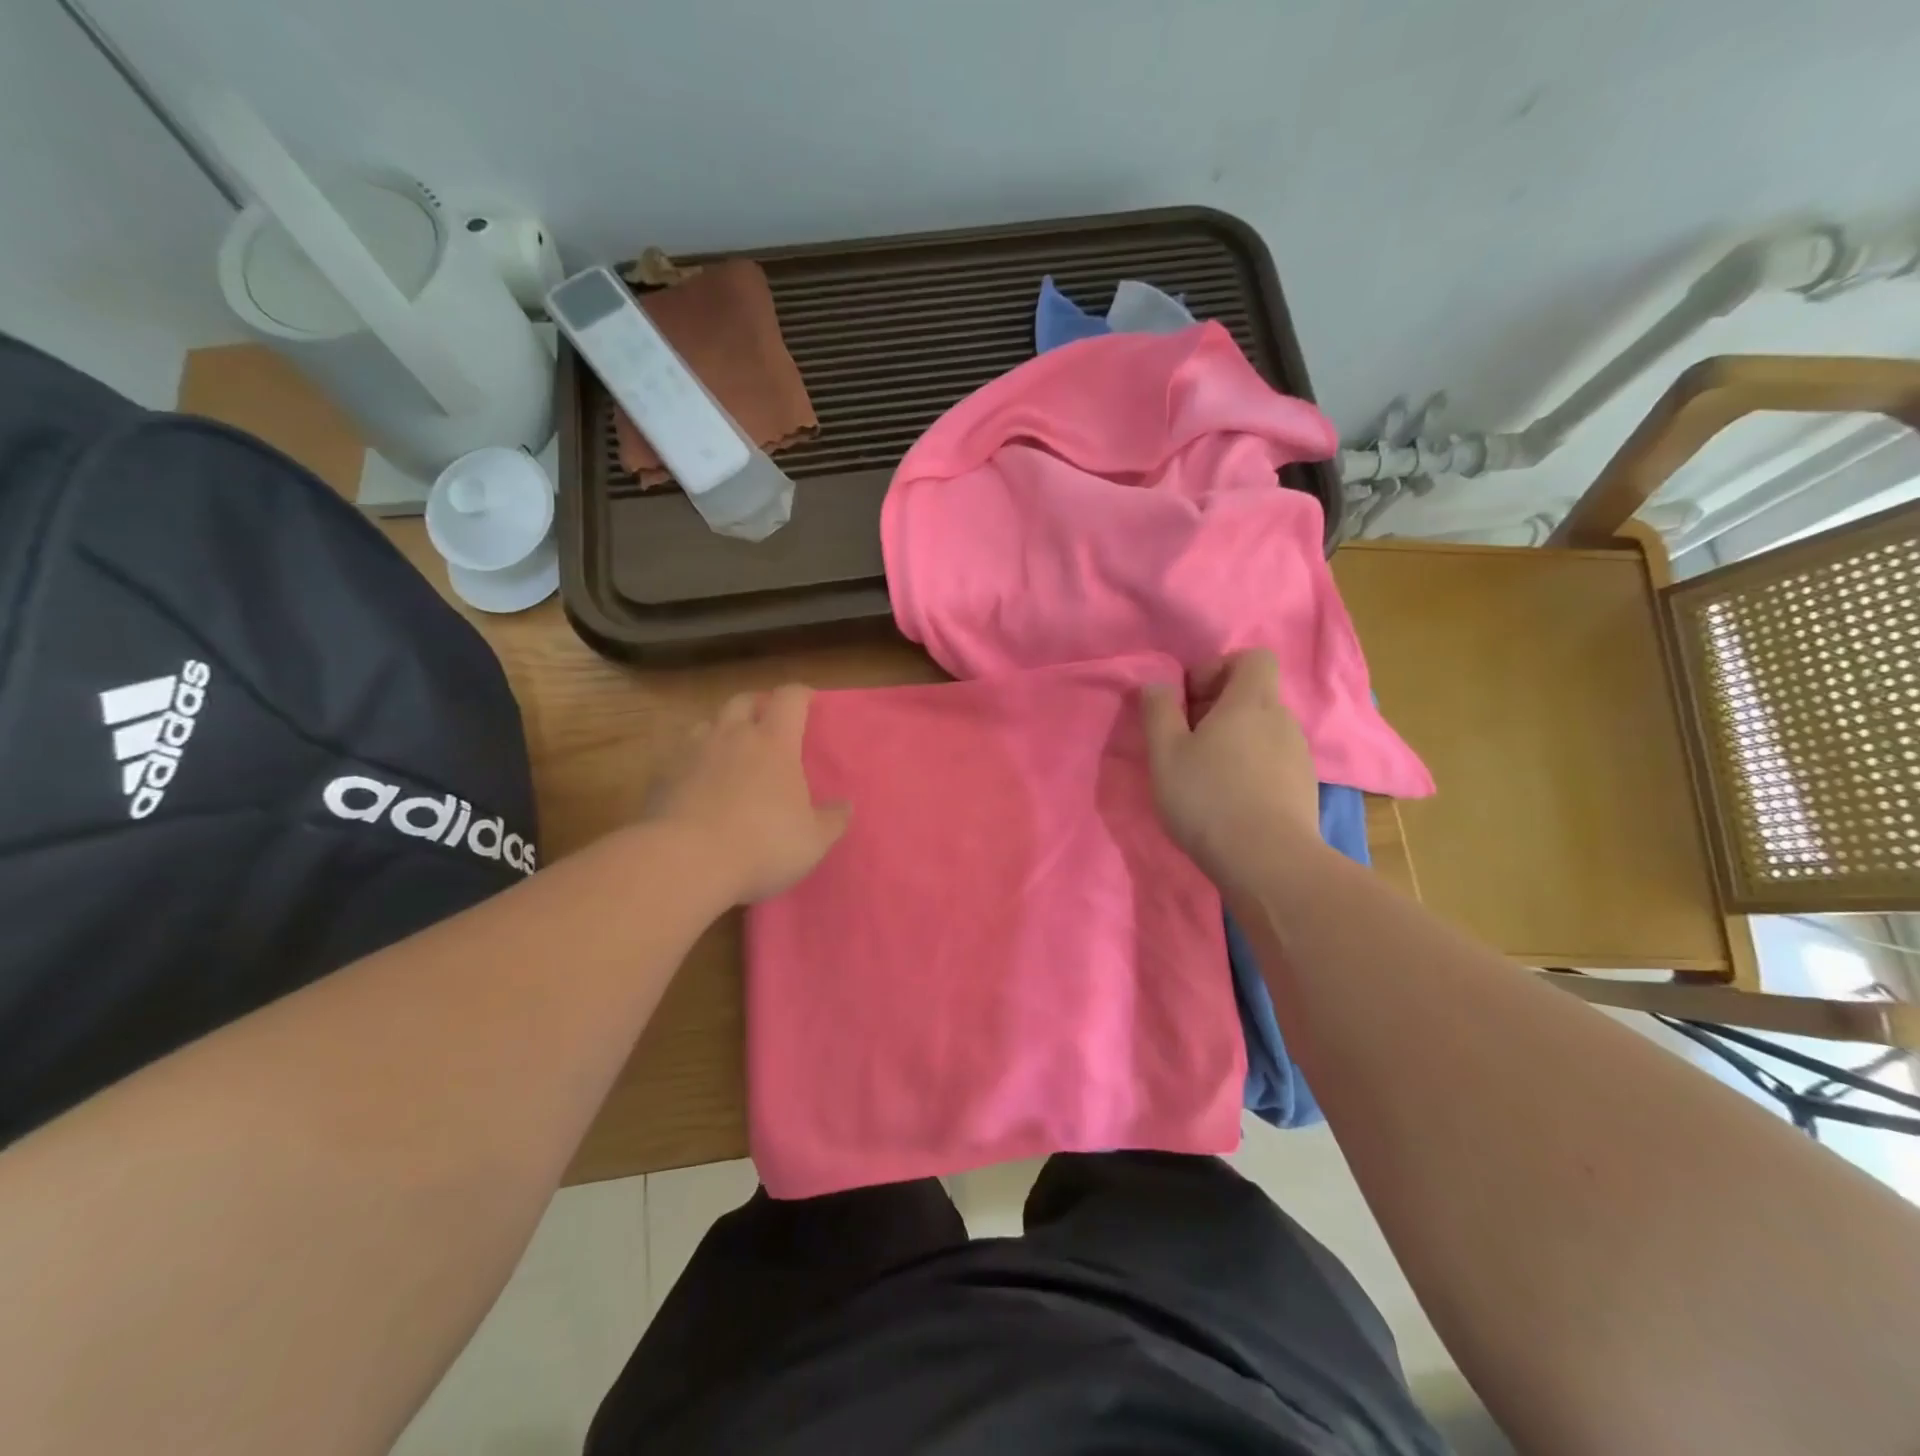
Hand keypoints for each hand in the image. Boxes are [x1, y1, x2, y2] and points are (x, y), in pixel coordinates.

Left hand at [644, 684, 849, 904]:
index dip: (800, 695)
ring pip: (708, 723)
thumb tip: (845, 806)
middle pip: (744, 700)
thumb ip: (832, 820)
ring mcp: (692, 752)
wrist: (685, 862)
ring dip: (722, 729)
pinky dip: (694, 761)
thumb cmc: (762, 844)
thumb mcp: (812, 840)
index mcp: (774, 742)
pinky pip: (681, 755)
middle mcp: (732, 736)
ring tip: (730, 750)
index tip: (809, 701)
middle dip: (758, 705)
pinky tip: (698, 784)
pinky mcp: (662, 776)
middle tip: (768, 722)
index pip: (789, 698)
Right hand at [1140, 649, 1320, 881]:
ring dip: (1233, 740)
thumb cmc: (1208, 797)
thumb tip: (1159, 685)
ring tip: (1204, 774)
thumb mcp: (1165, 753)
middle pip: (1253, 696)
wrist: (1267, 862)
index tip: (1189, 699)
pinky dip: (1250, 768)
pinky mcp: (1303, 788)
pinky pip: (1272, 762)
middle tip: (1185, 740)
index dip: (1218, 668)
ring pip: (1262, 731)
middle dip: (1217, 708)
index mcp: (1251, 702)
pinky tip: (1229, 800)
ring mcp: (1298, 756)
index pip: (1252, 658)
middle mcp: (1282, 720)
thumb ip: (1159, 711)